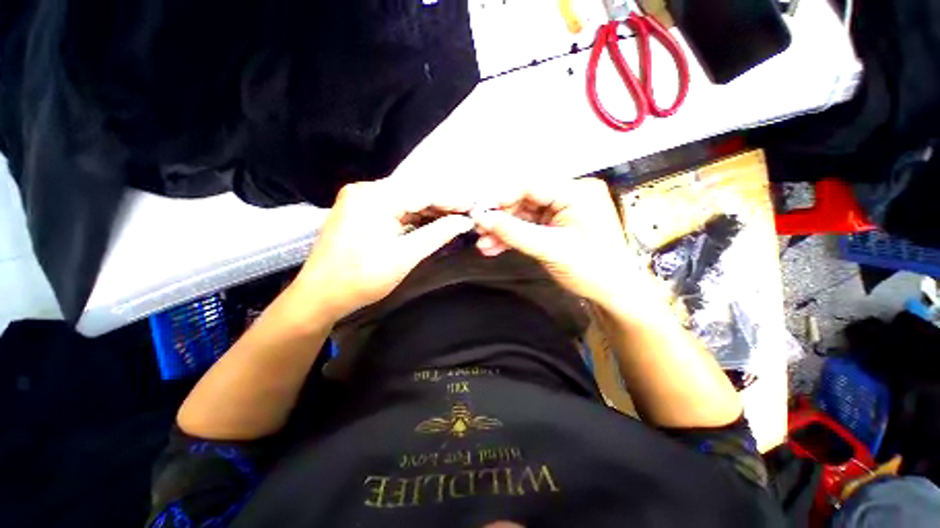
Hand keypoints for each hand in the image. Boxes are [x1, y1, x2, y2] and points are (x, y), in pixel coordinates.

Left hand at [294, 178, 473, 320]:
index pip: (423, 192)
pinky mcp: (359, 210)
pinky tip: (429, 223)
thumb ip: (437, 234)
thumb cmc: (362, 278)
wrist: (320, 295)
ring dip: (428, 210)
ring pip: (404, 199)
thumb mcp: (405, 256)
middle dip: (441, 204)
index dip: (451, 200)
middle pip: (413, 192)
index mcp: (374, 198)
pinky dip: (413, 216)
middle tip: (465, 215)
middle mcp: (365, 190)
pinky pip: (394, 207)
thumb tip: (463, 222)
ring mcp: (360, 199)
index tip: (473, 207)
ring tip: (452, 219)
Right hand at [471, 178, 648, 306]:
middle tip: (478, 229)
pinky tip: (494, 247)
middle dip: (500, 217)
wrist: (611, 292)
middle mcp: (567, 197)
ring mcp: (559, 213)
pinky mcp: (553, 228)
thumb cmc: (592, 268)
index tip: (480, 210)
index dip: (503, 197)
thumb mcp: (551, 248)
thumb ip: (515, 232)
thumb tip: (482, 219)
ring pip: (522, 215)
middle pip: (524, 200)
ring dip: (502, 230)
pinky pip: (526, 228)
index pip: (531, 186)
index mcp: (576, 193)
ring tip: (483, 243)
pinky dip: (511, 238)